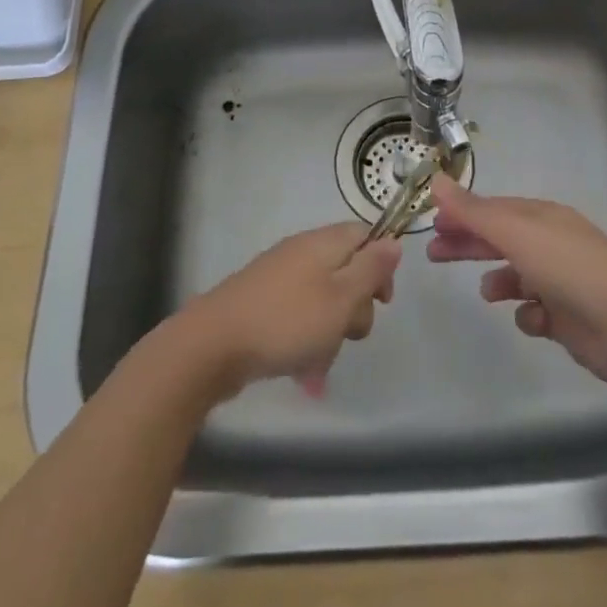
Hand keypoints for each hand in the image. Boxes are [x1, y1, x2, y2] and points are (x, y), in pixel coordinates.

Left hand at [176, 222, 400, 398]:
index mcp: (323, 243)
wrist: (213, 345)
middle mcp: (302, 253)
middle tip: (348, 333)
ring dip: (330, 332)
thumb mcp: (341, 297)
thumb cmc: (287, 320)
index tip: (382, 300)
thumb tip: (393, 242)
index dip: (381, 265)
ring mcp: (279, 279)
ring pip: (324, 301)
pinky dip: (306, 341)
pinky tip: (301, 370)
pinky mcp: (262, 305)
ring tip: (319, 361)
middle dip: (355, 308)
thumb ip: (371, 269)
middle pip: (346, 272)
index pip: (365, 235)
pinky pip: (298, 318)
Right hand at [426, 174, 606, 388]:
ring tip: (487, 293)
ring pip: (519, 276)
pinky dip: (529, 314)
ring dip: (499, 281)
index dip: (462, 214)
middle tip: (434, 254)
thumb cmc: (570, 268)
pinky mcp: (570, 318)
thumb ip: (473, 211)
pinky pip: (537, 312)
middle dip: (469, 244)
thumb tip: (436, 181)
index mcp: (543, 218)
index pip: (494, 209)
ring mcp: (563, 281)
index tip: (433, 225)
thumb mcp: (516, 232)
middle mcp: (553, 244)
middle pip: (501, 239)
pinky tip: (533, 318)